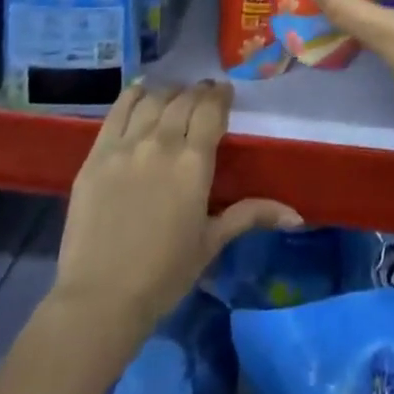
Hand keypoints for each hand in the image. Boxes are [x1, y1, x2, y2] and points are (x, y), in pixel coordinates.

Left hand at [53, 81, 302, 332]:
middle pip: (184, 100)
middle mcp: (162, 143)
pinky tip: (141, 92)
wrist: (99, 300)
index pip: (211, 109)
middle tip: (203, 95)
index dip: (220, 95)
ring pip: (153, 100)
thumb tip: (296, 214)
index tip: (225, 93)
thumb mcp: (211, 242)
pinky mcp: (97, 154)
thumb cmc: (164, 275)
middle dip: (198, 92)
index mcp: (194, 162)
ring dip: (169, 93)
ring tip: (174, 96)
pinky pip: (118, 110)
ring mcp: (126, 145)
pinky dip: (133, 96)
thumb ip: (251, 215)